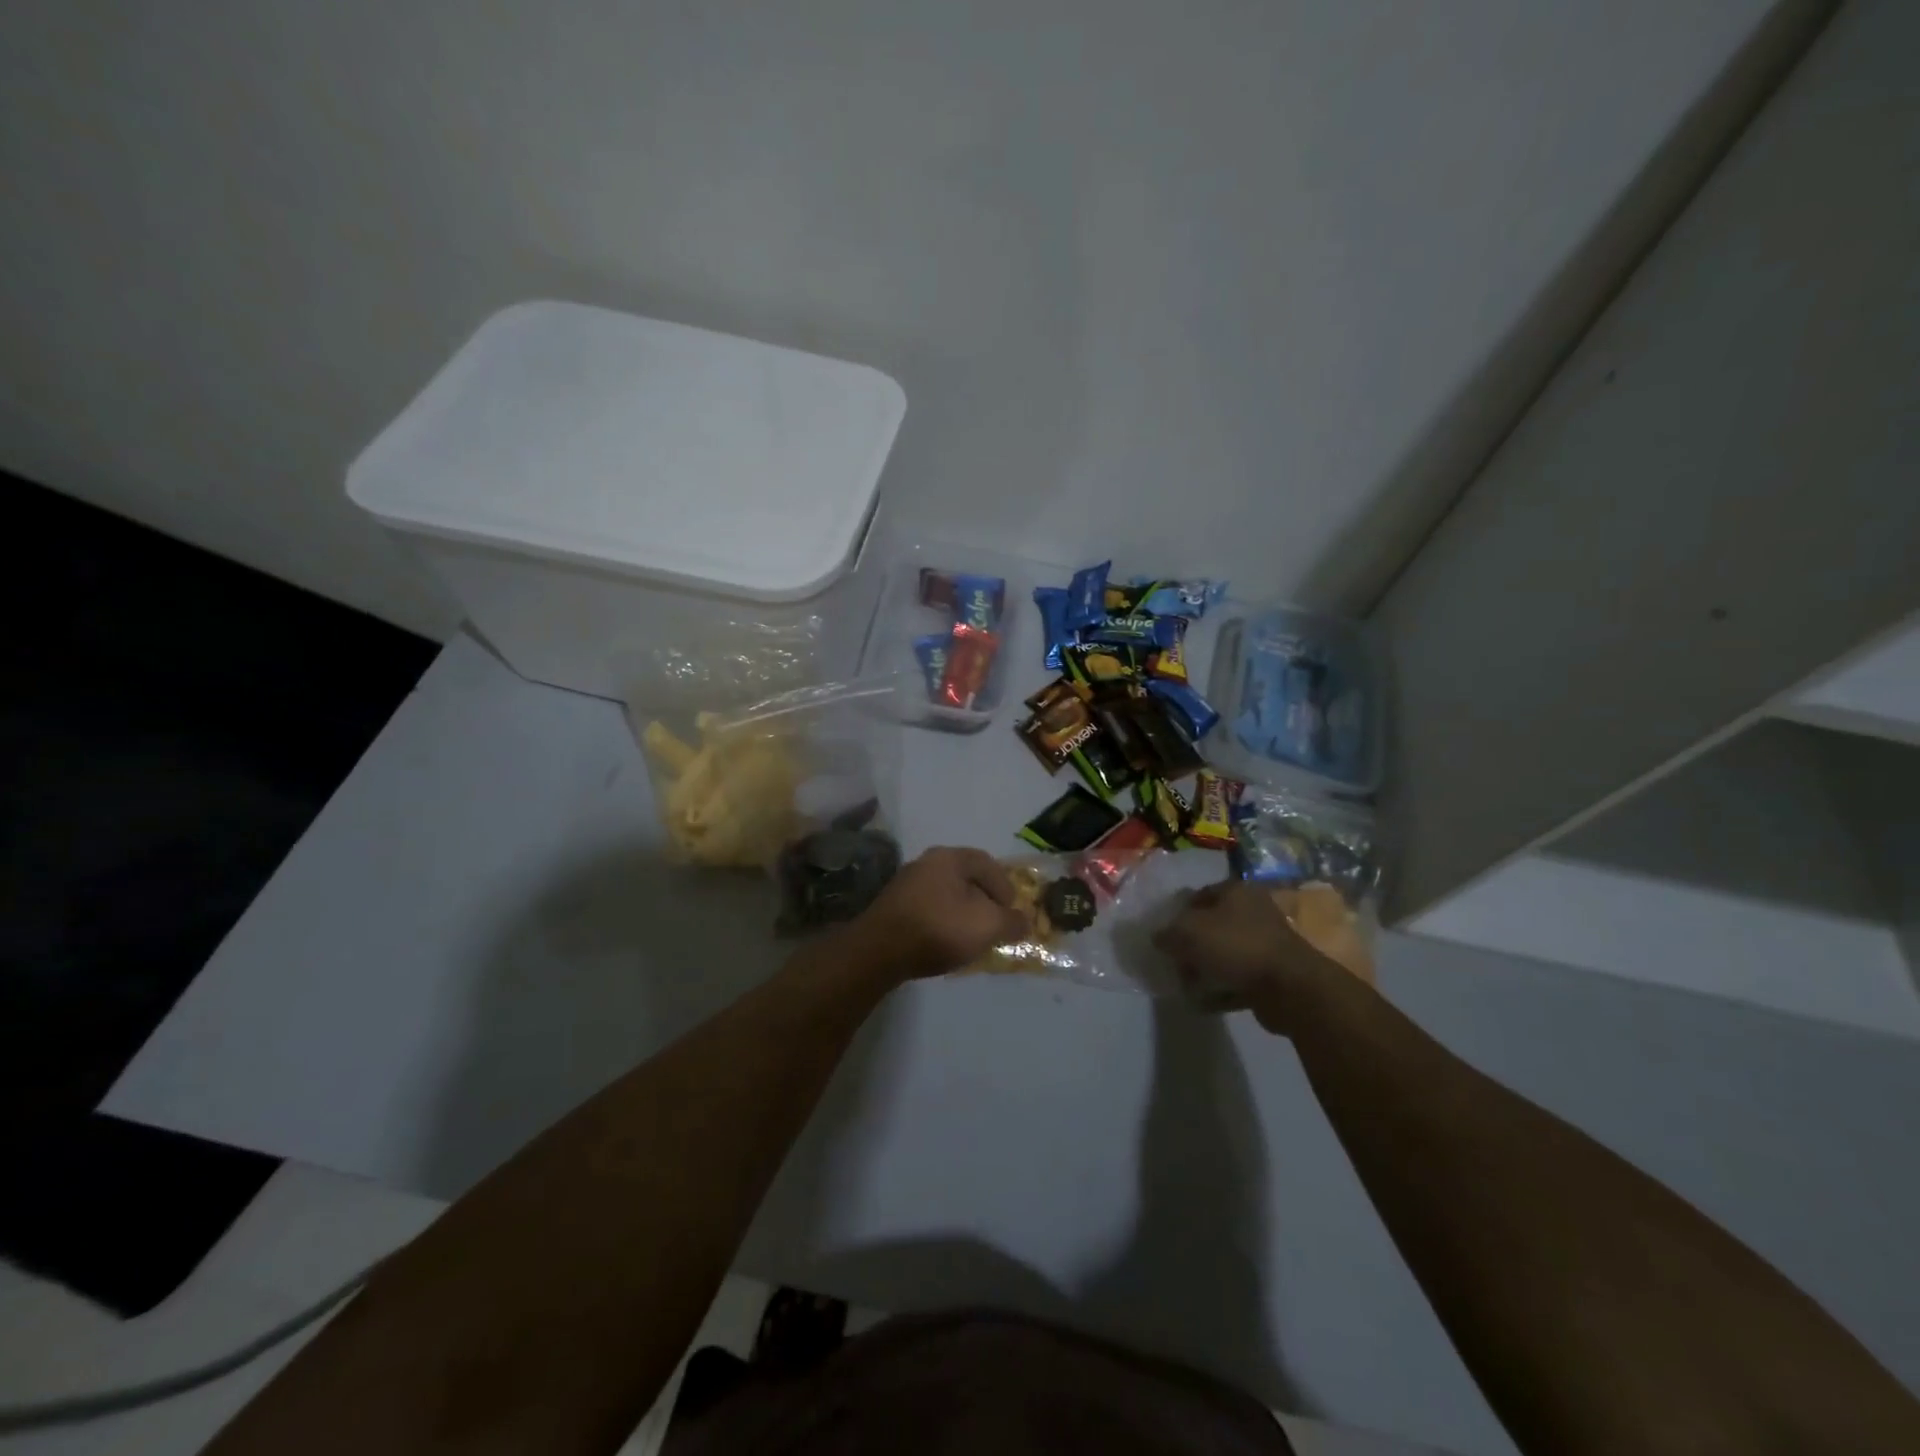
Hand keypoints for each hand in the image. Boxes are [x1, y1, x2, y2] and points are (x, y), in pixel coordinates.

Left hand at [844, 847, 1028, 981]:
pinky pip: (928, 910)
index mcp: (948, 857)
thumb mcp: (987, 926)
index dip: (1005, 886)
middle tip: (995, 922)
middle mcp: (925, 863)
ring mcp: (905, 885)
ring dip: (963, 913)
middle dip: (984, 900)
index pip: (986, 863)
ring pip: (946, 895)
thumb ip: (1011, 922)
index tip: (1013, 911)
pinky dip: (943, 922)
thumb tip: (1025, 922)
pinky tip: (946, 942)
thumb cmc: (939, 928)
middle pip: (965, 878)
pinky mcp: (893, 908)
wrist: (879, 951)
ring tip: (973, 937)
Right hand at [1153, 881, 1356, 1034]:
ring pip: (1224, 954)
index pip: (1199, 895)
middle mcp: (1253, 912)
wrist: (1289, 988)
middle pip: (1211, 926)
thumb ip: (1167, 933)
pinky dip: (1220, 990)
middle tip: (1173, 961)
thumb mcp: (1189, 932)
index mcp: (1236, 892)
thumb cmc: (1236, 946)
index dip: (1177, 913)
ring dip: (1204, 970)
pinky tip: (1202, 1002)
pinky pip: (1237, 980)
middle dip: (1190, 945)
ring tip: (1185, 985)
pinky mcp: (1271, 975)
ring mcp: (1265, 944)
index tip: (1162, 933)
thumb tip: (1158, 938)